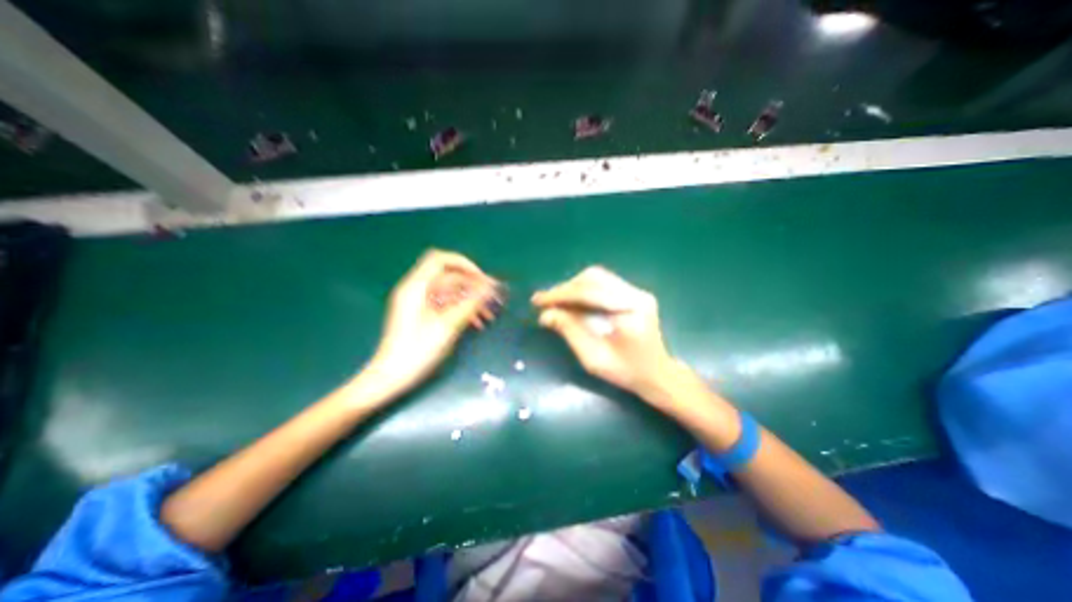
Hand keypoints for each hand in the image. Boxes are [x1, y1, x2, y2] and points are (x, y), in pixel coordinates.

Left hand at [362, 249, 499, 398]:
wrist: (392, 377)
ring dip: (471, 301)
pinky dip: (462, 311)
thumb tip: (491, 288)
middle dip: (473, 287)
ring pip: (451, 293)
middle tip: (494, 299)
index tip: (483, 279)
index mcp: (416, 287)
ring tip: (489, 316)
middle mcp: (417, 290)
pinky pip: (447, 306)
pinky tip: (477, 324)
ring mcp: (420, 303)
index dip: (464, 265)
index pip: (441, 260)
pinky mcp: (424, 315)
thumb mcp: (447, 326)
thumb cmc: (417, 351)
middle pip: (450, 278)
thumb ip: (470, 303)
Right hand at [532, 265, 671, 396]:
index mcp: (630, 310)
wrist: (657, 375)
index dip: (561, 294)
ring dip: (572, 288)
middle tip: (545, 302)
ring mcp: (636, 291)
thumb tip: (545, 314)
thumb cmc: (626, 373)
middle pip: (593, 278)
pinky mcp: (634, 294)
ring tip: (555, 303)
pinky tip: (572, 303)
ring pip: (597, 277)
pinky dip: (582, 291)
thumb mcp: (594, 358)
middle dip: (565, 289)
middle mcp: (636, 294)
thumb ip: (570, 332)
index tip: (538, 301)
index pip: (589, 292)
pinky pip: (602, 284)